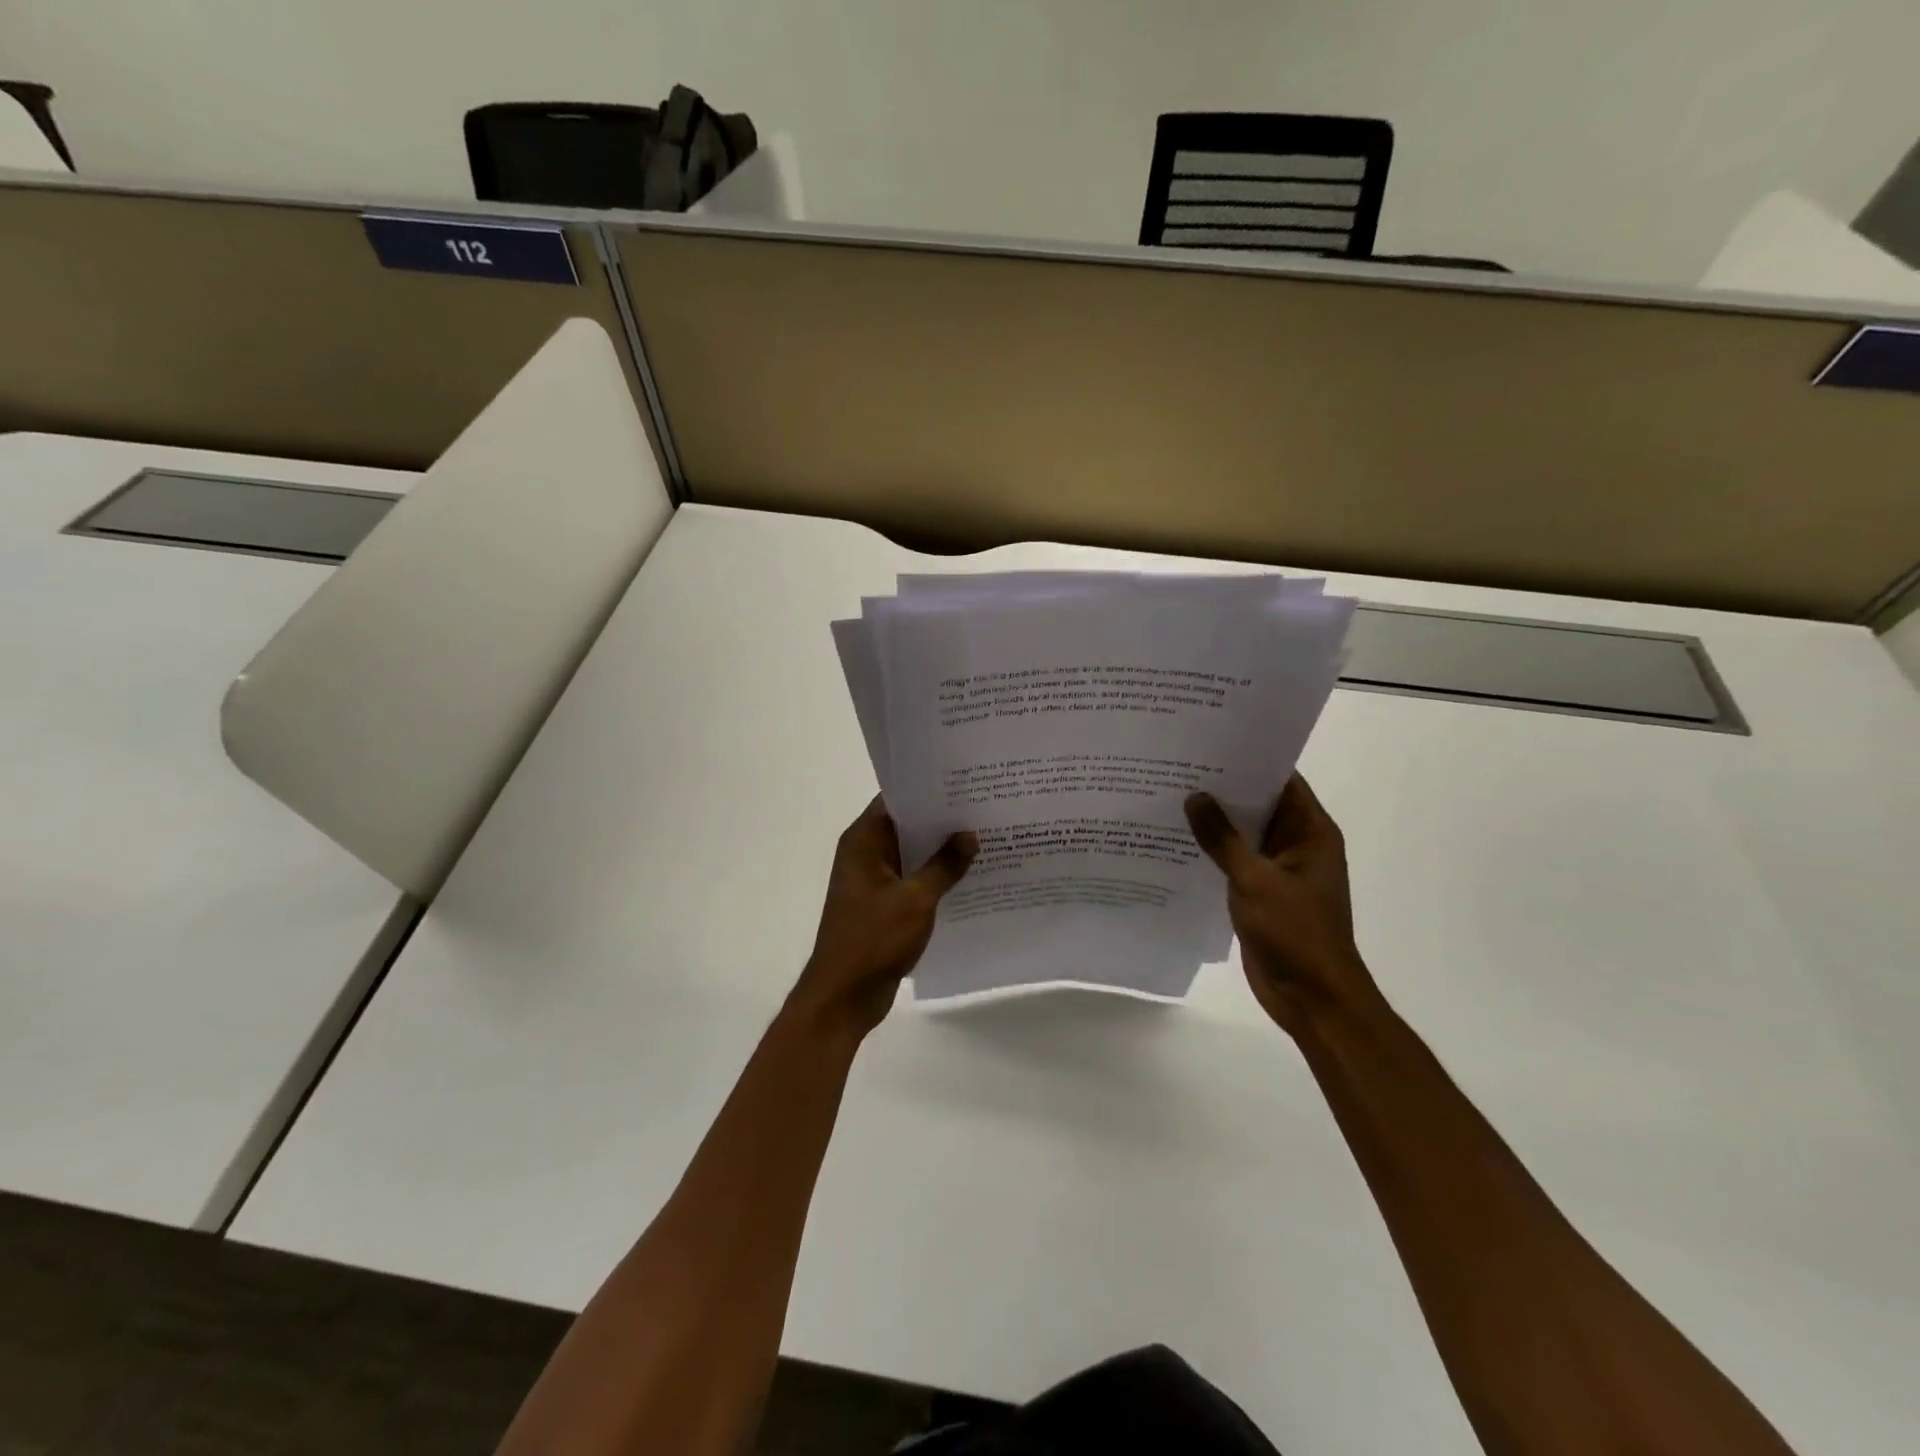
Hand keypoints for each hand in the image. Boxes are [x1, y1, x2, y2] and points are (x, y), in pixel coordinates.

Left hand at [790, 798, 977, 1038]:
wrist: (844, 996)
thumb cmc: (873, 939)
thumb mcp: (916, 899)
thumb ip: (944, 865)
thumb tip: (970, 834)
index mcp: (863, 841)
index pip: (895, 800)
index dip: (928, 790)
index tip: (964, 782)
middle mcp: (865, 854)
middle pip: (906, 826)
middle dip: (942, 820)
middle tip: (985, 807)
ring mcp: (874, 881)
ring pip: (913, 855)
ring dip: (942, 851)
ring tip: (986, 837)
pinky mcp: (884, 905)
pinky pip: (914, 881)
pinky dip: (937, 878)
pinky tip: (972, 877)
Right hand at [1185, 776, 1381, 1036]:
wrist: (1312, 998)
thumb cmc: (1294, 932)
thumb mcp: (1255, 880)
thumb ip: (1223, 839)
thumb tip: (1194, 797)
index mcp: (1310, 833)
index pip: (1282, 781)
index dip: (1249, 760)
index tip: (1210, 743)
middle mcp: (1296, 845)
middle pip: (1259, 805)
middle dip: (1223, 789)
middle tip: (1177, 766)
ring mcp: (1278, 871)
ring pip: (1243, 835)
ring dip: (1214, 822)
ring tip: (1168, 796)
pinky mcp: (1260, 894)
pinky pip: (1233, 862)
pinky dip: (1211, 852)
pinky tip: (1175, 841)